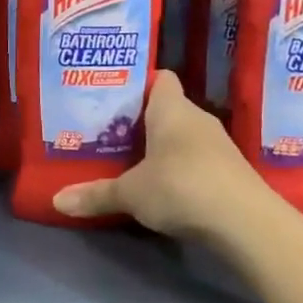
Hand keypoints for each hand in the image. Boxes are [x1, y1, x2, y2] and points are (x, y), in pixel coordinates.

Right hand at [53, 70, 261, 237]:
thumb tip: (56, 201)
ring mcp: (218, 146)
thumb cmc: (181, 188)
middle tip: (109, 134)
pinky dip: (180, 169)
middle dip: (141, 121)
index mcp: (172, 110)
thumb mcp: (130, 193)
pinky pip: (196, 160)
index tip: (113, 99)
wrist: (246, 223)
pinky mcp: (229, 172)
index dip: (138, 85)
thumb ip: (95, 194)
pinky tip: (162, 186)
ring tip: (129, 161)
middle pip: (167, 110)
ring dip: (161, 148)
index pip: (160, 79)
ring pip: (182, 137)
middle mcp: (197, 119)